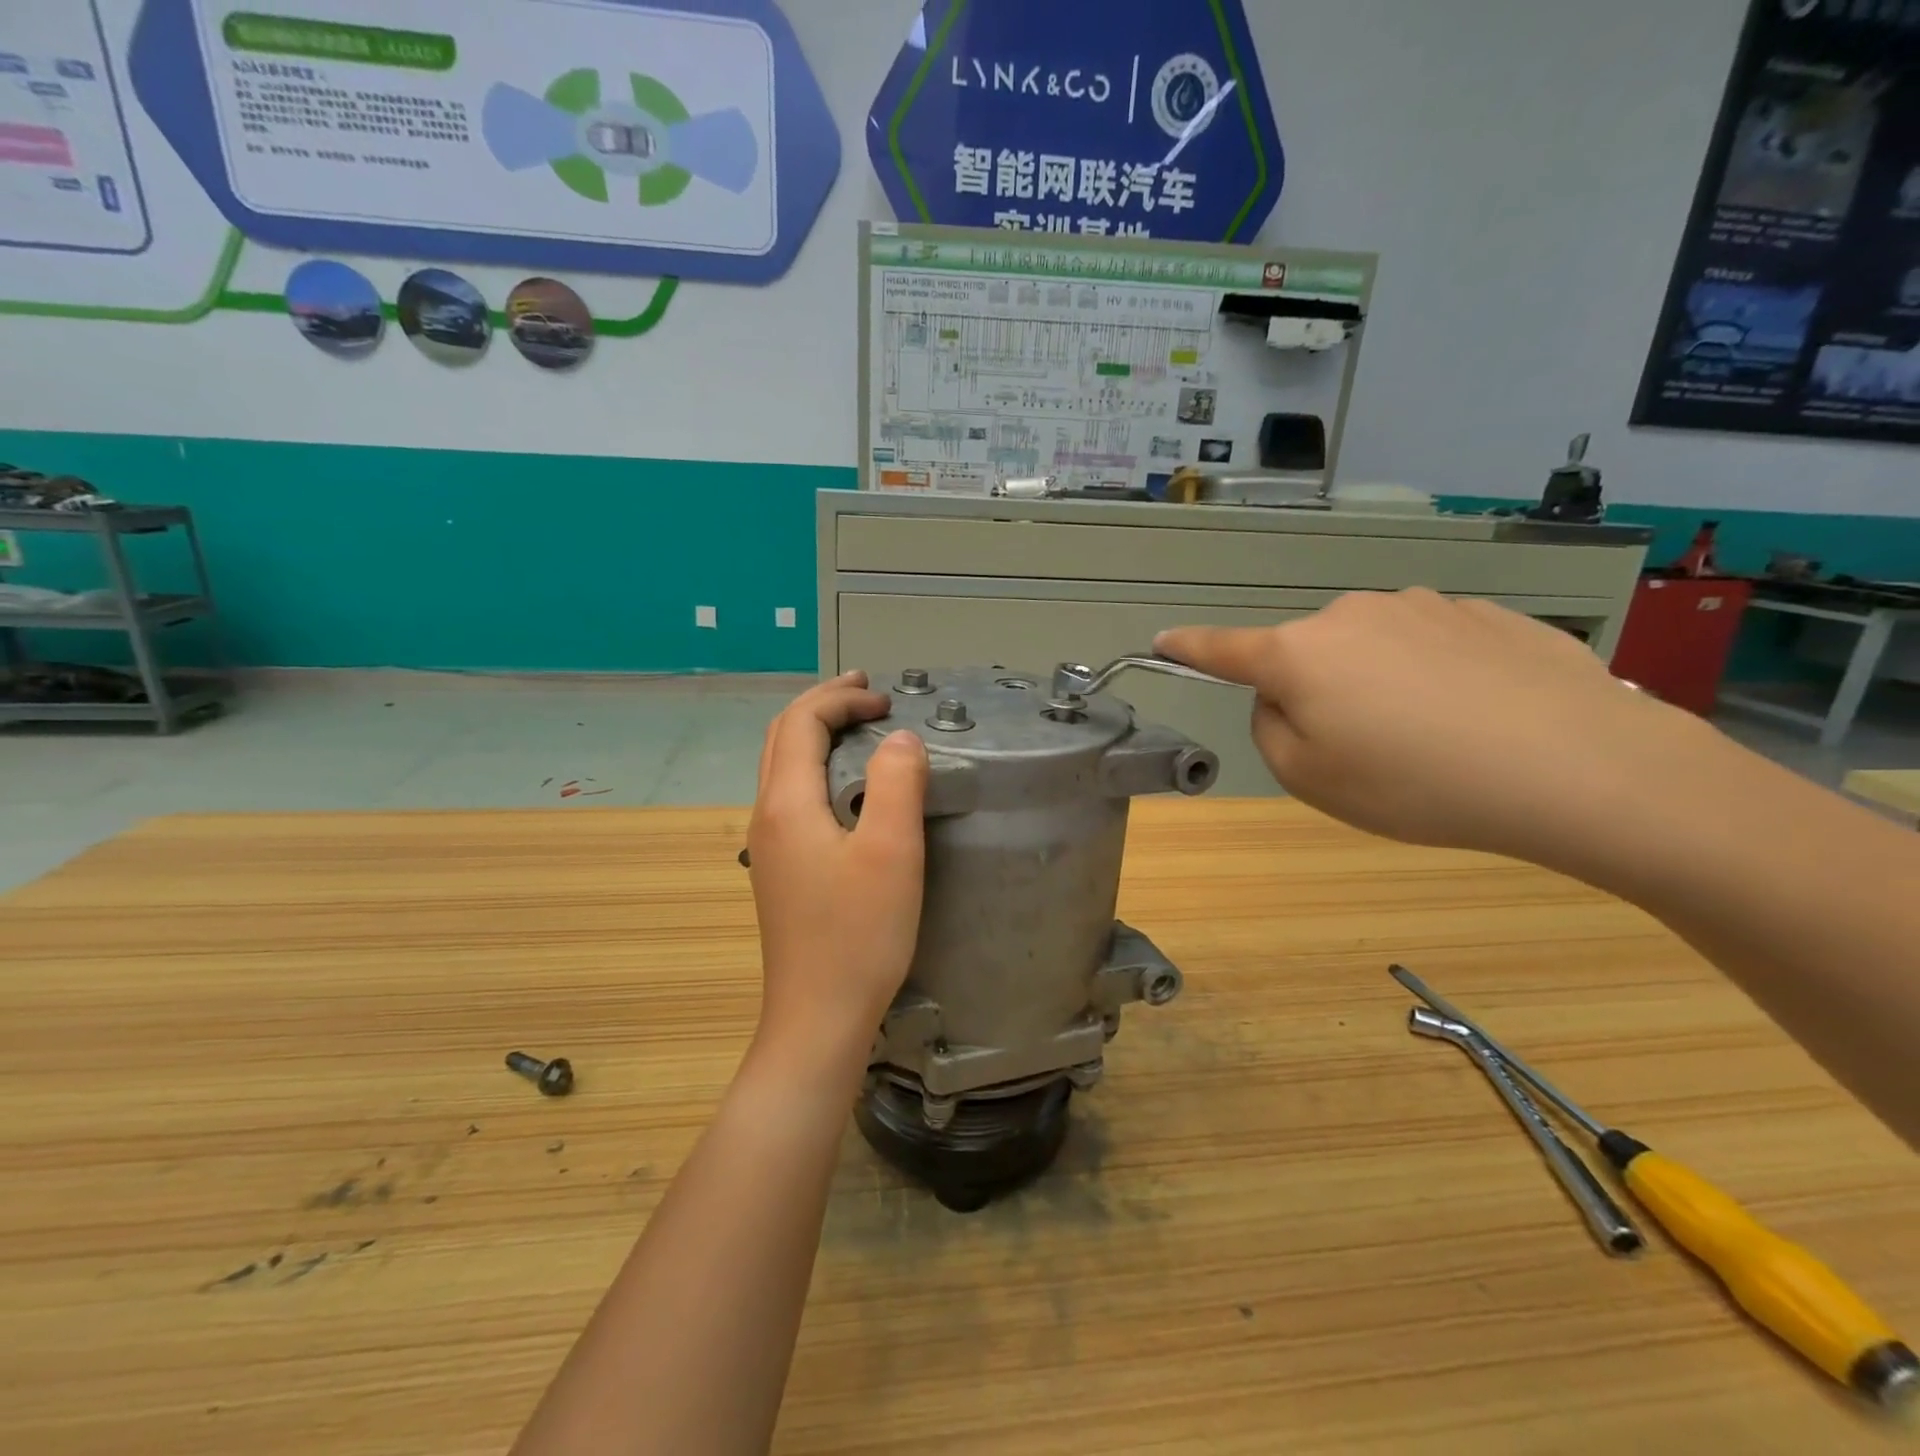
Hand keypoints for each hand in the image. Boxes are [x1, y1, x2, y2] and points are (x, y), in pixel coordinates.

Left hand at [746, 672, 927, 1074]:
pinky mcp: (780, 871)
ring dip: (817, 736)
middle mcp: (766, 817)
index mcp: (786, 804)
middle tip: (865, 694)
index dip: (840, 700)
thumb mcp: (891, 851)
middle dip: (822, 706)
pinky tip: (846, 786)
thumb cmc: (858, 935)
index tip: (886, 700)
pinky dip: (818, 768)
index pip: (801, 723)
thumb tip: (900, 737)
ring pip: (782, 767)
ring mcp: (769, 846)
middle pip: (782, 738)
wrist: (818, 1017)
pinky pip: (791, 796)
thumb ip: (896, 782)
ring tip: (857, 726)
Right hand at [1156, 589, 1699, 863]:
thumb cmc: (1416, 784)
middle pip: (1308, 655)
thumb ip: (1272, 728)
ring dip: (1380, 685)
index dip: (1189, 648)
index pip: (1223, 649)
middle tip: (1364, 750)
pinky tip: (1480, 716)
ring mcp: (1422, 606)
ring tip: (1434, 737)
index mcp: (1299, 654)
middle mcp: (1350, 615)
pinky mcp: (1484, 612)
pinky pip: (1432, 646)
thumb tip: (1285, 697)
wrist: (1579, 766)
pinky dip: (1436, 678)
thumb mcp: (1310, 779)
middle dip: (1317, 693)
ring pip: (1372, 649)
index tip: (1163, 640)